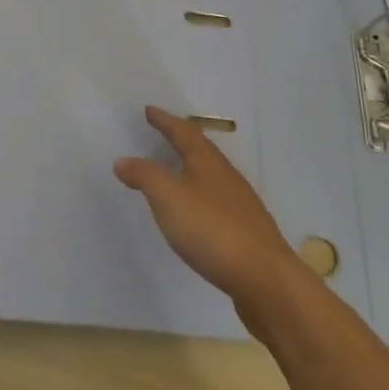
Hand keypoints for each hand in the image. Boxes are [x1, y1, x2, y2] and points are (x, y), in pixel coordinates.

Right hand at [115, 106, 305, 318]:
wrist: (266, 279)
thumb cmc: (213, 230)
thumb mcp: (169, 198)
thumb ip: (145, 176)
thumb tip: (123, 160)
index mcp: (207, 162)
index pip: (183, 132)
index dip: (165, 121)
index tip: (149, 110)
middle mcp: (226, 176)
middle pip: (201, 150)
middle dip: (181, 139)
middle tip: (162, 133)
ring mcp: (240, 204)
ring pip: (210, 175)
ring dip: (191, 168)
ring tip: (174, 171)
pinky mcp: (246, 231)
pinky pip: (216, 201)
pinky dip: (199, 196)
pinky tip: (195, 213)